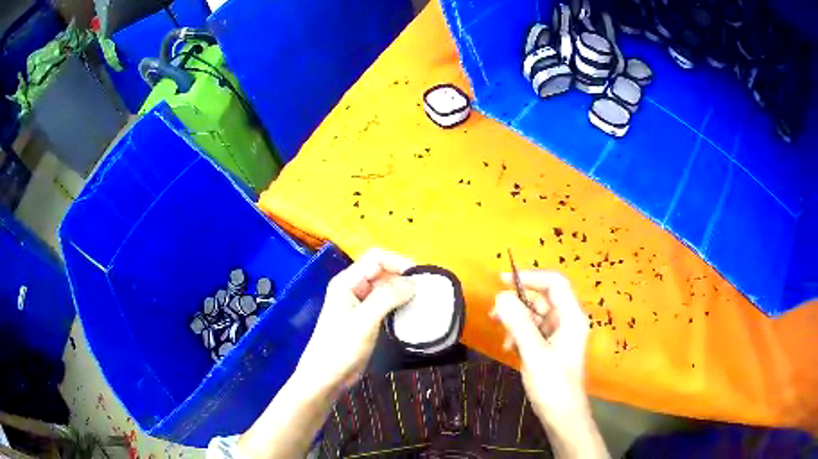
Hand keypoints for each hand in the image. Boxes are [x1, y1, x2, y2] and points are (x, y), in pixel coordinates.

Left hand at [293, 248, 415, 395]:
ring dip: (403, 292)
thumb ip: (387, 298)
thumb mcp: (364, 321)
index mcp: (347, 282)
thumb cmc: (340, 347)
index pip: (376, 259)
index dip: (398, 262)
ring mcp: (360, 304)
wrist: (326, 377)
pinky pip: (386, 304)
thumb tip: (413, 283)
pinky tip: (412, 313)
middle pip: (382, 271)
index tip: (419, 278)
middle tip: (425, 292)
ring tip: (422, 301)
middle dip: (403, 277)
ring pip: (386, 288)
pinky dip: (399, 305)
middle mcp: (354, 288)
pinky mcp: (367, 319)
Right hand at [491, 271, 606, 458]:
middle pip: (542, 299)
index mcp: (571, 317)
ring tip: (500, 333)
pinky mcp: (551, 347)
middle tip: (494, 313)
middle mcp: (567, 321)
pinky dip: (520, 335)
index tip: (502, 281)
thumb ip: (518, 323)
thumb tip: (501, 296)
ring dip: (516, 321)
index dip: (530, 277)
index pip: (554, 283)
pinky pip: (534, 331)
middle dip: (518, 303)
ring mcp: (559, 335)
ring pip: (535, 316)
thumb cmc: (553, 384)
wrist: (562, 415)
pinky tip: (509, 348)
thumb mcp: (533, 352)